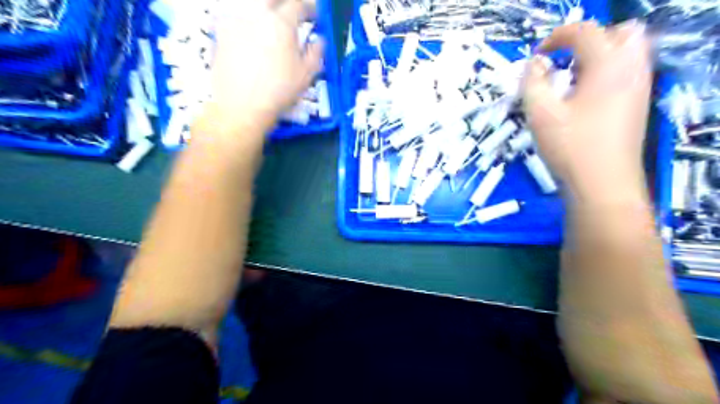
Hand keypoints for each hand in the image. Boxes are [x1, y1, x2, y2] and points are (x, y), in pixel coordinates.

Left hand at [195, 1, 321, 137]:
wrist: (242, 106)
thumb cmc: (279, 91)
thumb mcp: (306, 74)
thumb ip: (316, 52)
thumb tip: (319, 40)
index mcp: (280, 23)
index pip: (298, 4)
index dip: (310, 8)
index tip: (315, 17)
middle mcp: (256, 15)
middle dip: (285, 4)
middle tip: (293, 16)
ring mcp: (235, 22)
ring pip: (253, 8)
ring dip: (266, 15)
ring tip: (272, 30)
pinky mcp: (221, 35)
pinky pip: (238, 21)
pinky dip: (250, 26)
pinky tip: (253, 41)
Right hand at [521, 19, 656, 204]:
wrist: (602, 184)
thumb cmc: (570, 147)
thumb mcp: (540, 114)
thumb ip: (532, 83)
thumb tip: (534, 64)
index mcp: (608, 64)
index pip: (583, 31)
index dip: (555, 38)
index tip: (536, 57)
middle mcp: (631, 68)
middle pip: (620, 33)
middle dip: (588, 40)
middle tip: (563, 61)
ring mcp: (639, 87)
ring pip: (627, 52)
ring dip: (599, 56)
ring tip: (572, 78)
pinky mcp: (637, 104)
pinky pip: (627, 72)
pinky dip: (606, 72)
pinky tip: (584, 97)